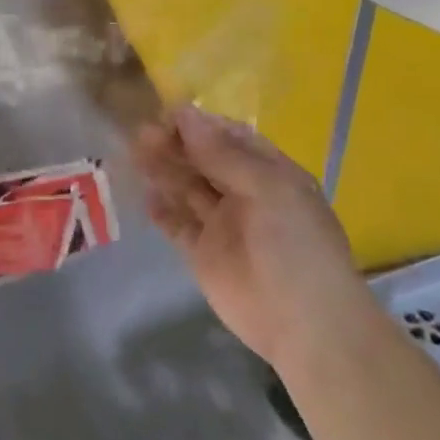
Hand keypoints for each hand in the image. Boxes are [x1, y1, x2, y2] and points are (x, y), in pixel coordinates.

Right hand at [132, 106, 369, 365]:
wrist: (305, 325)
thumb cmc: (294, 246)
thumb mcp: (266, 189)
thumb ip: (222, 153)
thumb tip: (185, 114)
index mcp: (269, 174)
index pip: (229, 138)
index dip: (199, 126)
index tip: (166, 115)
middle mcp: (244, 193)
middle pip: (203, 160)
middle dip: (175, 145)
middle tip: (142, 134)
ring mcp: (222, 224)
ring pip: (186, 188)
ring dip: (163, 170)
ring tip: (135, 155)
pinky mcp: (202, 253)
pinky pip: (177, 224)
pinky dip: (161, 209)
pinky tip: (145, 196)